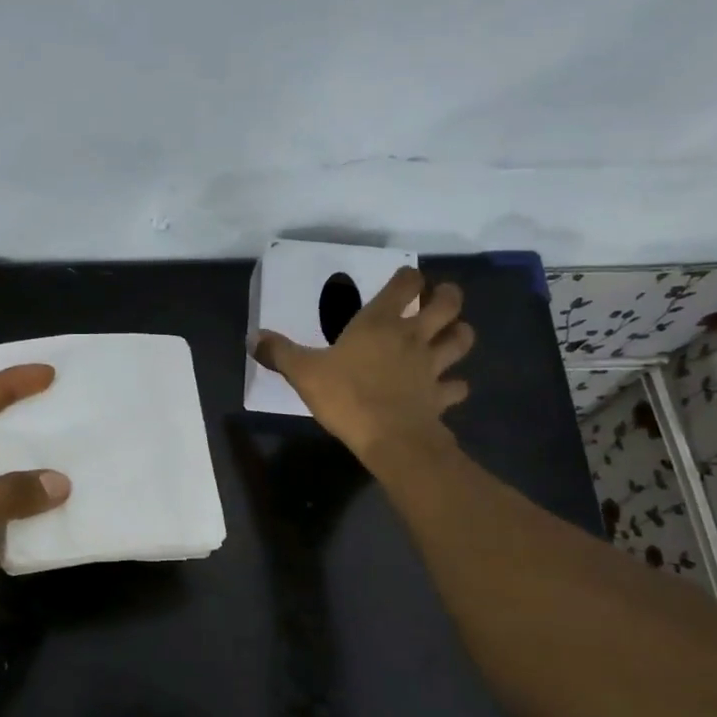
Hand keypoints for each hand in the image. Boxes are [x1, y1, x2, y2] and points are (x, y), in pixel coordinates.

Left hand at [0, 366, 69, 671]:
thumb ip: (7, 495)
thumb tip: (61, 483)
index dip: (3, 388)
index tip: (45, 375)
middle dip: (17, 426)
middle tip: (60, 412)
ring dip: (27, 477)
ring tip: (68, 458)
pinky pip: (4, 527)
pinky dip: (28, 522)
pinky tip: (58, 513)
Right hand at [252, 266, 474, 462]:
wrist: (389, 439)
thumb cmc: (346, 397)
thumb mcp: (304, 373)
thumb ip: (280, 353)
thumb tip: (254, 337)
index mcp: (380, 322)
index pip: (406, 283)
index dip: (408, 277)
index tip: (403, 281)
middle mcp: (413, 336)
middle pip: (448, 302)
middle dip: (447, 295)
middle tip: (437, 300)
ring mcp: (433, 366)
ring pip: (462, 338)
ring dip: (459, 333)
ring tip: (448, 337)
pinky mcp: (442, 396)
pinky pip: (458, 386)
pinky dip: (455, 385)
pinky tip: (446, 388)